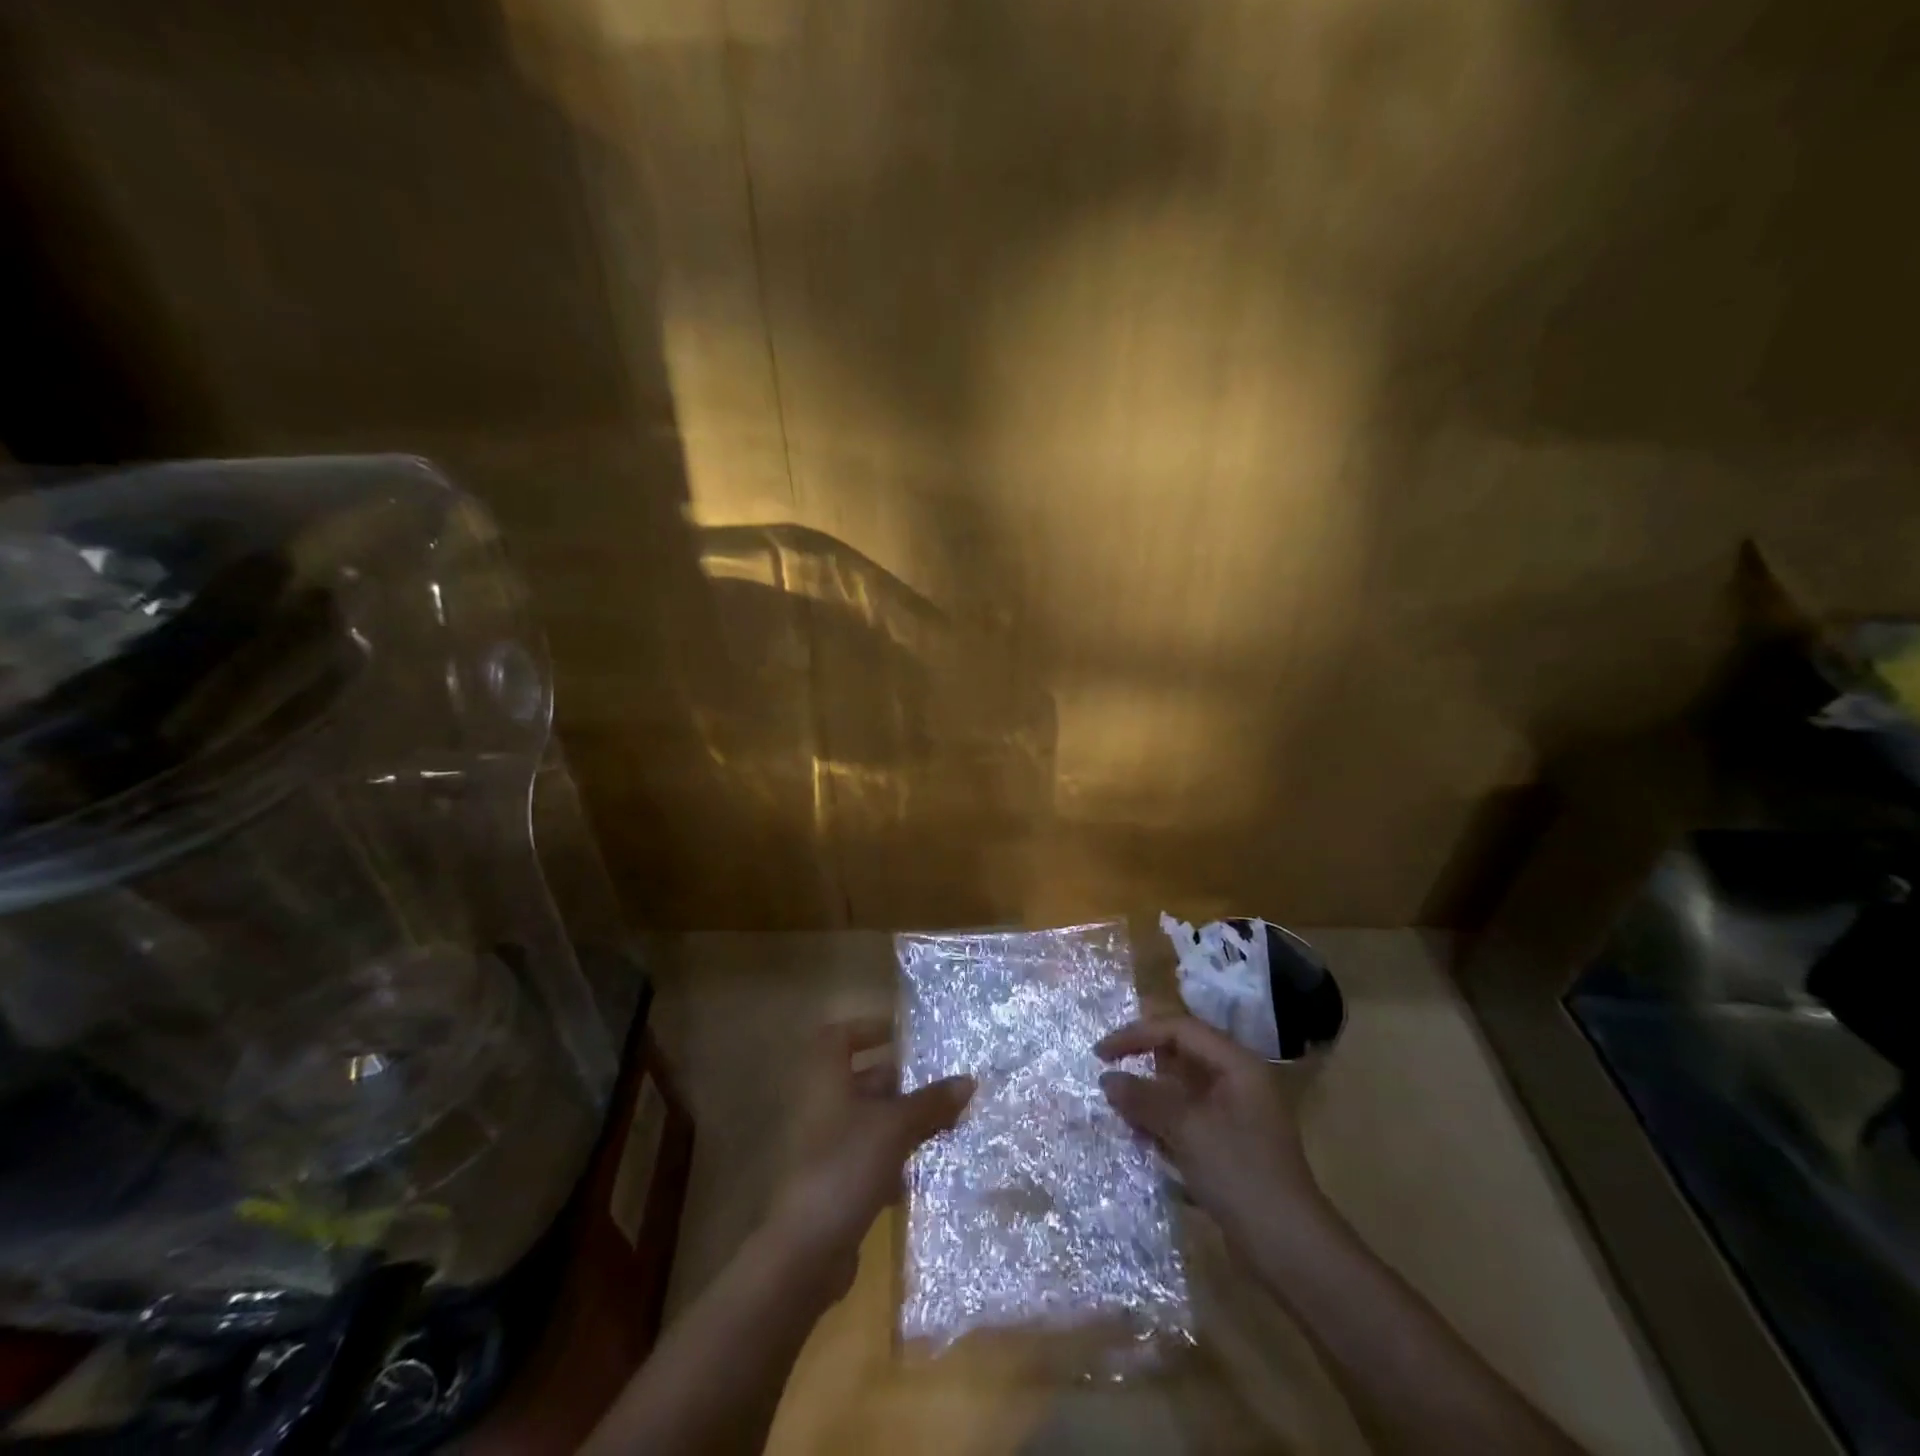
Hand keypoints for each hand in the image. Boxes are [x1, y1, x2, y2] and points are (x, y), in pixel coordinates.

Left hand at [767, 1017, 974, 1292]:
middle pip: (865, 1079)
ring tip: (950, 1121)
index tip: (905, 1035)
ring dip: (908, 1120)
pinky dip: (899, 1158)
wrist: (806, 1252)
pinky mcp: (838, 1183)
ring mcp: (829, 1147)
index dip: (869, 1028)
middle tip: (946, 1082)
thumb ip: (931, 1102)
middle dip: (904, 1081)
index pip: (840, 1037)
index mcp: (827, 1080)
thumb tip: (969, 1080)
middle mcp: (824, 1107)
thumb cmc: (845, 1167)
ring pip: (874, 1121)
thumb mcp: (895, 1127)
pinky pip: (873, 1157)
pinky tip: (931, 1166)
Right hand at [1097, 1015, 1322, 1248]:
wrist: (1289, 1249)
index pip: (1179, 1030)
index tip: (1101, 1054)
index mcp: (1236, 1064)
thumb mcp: (1187, 1129)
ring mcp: (1235, 1115)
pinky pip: (1187, 1119)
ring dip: (1150, 1099)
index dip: (1137, 1034)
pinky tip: (1143, 1142)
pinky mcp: (1229, 1146)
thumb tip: (1107, 1078)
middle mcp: (1238, 1082)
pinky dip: (1163, 1124)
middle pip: (1181, 1057)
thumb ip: (1144, 1098)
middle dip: (1143, 1067)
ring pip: (1181, 1090)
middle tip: (1108, 1082)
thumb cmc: (1240, 1174)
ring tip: (1121, 1115)